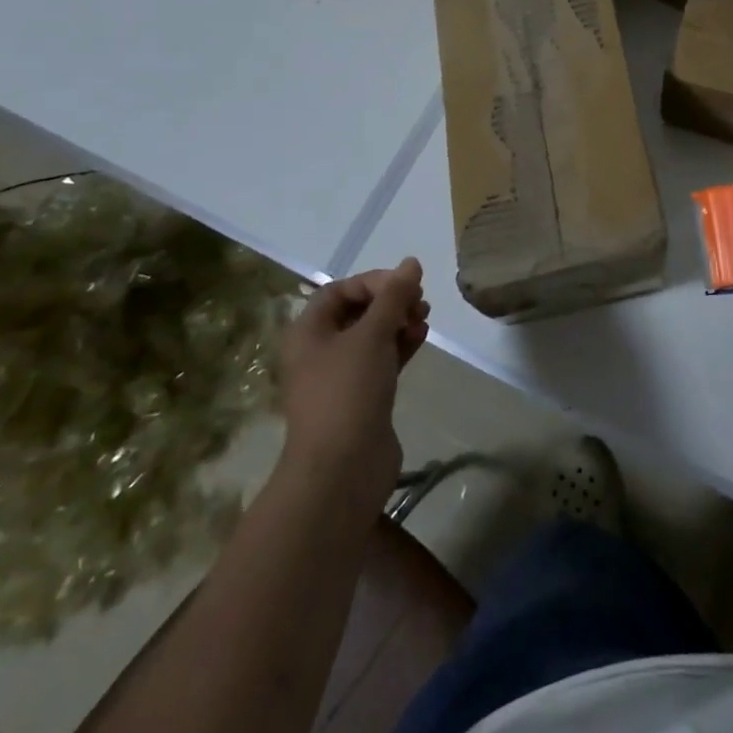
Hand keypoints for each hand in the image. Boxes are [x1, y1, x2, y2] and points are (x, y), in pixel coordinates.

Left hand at [276, 257, 428, 503]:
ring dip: (399, 322)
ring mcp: (341, 376)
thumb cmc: (348, 391)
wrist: (342, 470)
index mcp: (308, 332)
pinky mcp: (362, 397)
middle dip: (391, 302)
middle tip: (419, 304)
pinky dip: (401, 345)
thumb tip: (412, 262)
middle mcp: (319, 350)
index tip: (405, 285)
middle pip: (358, 311)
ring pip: (373, 336)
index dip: (374, 281)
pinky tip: (421, 339)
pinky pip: (382, 359)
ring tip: (424, 321)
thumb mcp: (372, 334)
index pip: (340, 290)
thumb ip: (394, 295)